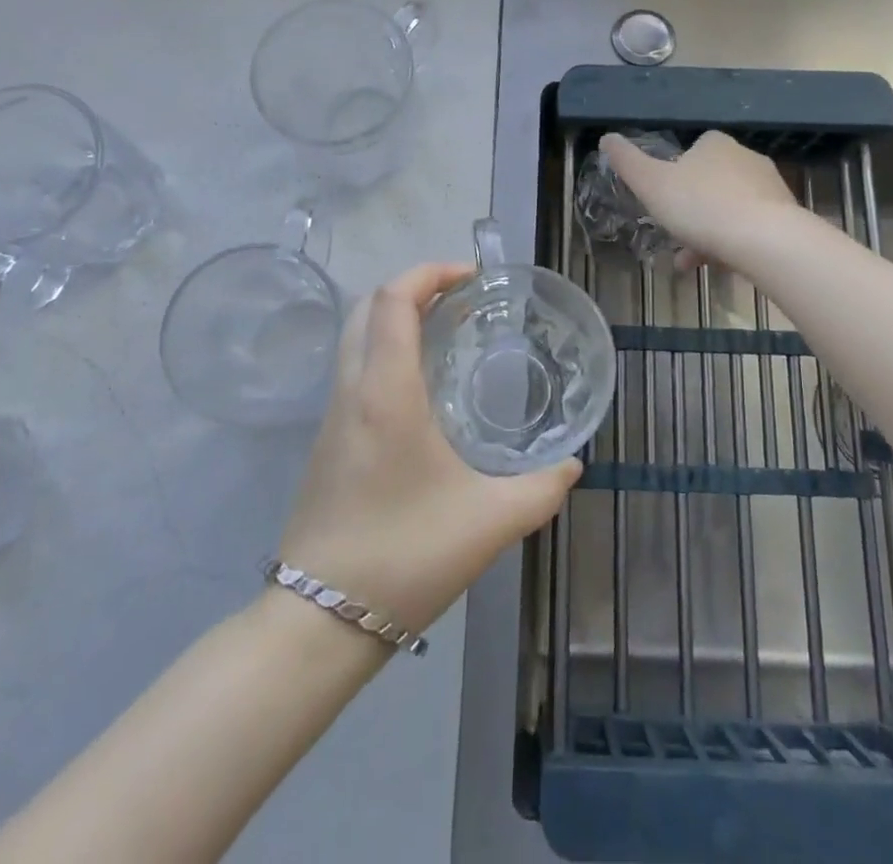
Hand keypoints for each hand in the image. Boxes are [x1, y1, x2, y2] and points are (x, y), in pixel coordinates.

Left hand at [277, 263, 581, 633]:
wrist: (319, 622)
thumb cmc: (406, 555)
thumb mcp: (490, 522)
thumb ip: (542, 489)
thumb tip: (573, 464)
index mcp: (386, 392)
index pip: (393, 298)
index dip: (430, 271)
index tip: (472, 277)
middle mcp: (352, 390)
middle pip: (368, 307)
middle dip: (414, 287)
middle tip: (463, 300)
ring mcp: (333, 416)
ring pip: (356, 337)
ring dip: (397, 318)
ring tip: (449, 335)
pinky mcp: (327, 442)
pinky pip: (354, 369)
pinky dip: (386, 350)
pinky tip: (423, 388)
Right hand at [601, 130, 799, 269]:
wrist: (765, 240)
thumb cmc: (700, 206)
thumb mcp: (651, 184)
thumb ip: (627, 162)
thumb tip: (606, 137)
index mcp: (715, 144)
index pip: (693, 151)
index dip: (674, 175)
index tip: (663, 201)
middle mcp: (746, 158)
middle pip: (710, 182)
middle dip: (690, 211)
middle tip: (674, 237)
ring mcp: (770, 187)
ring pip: (729, 208)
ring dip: (708, 232)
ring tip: (690, 262)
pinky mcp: (786, 216)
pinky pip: (751, 227)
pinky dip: (732, 243)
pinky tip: (718, 266)